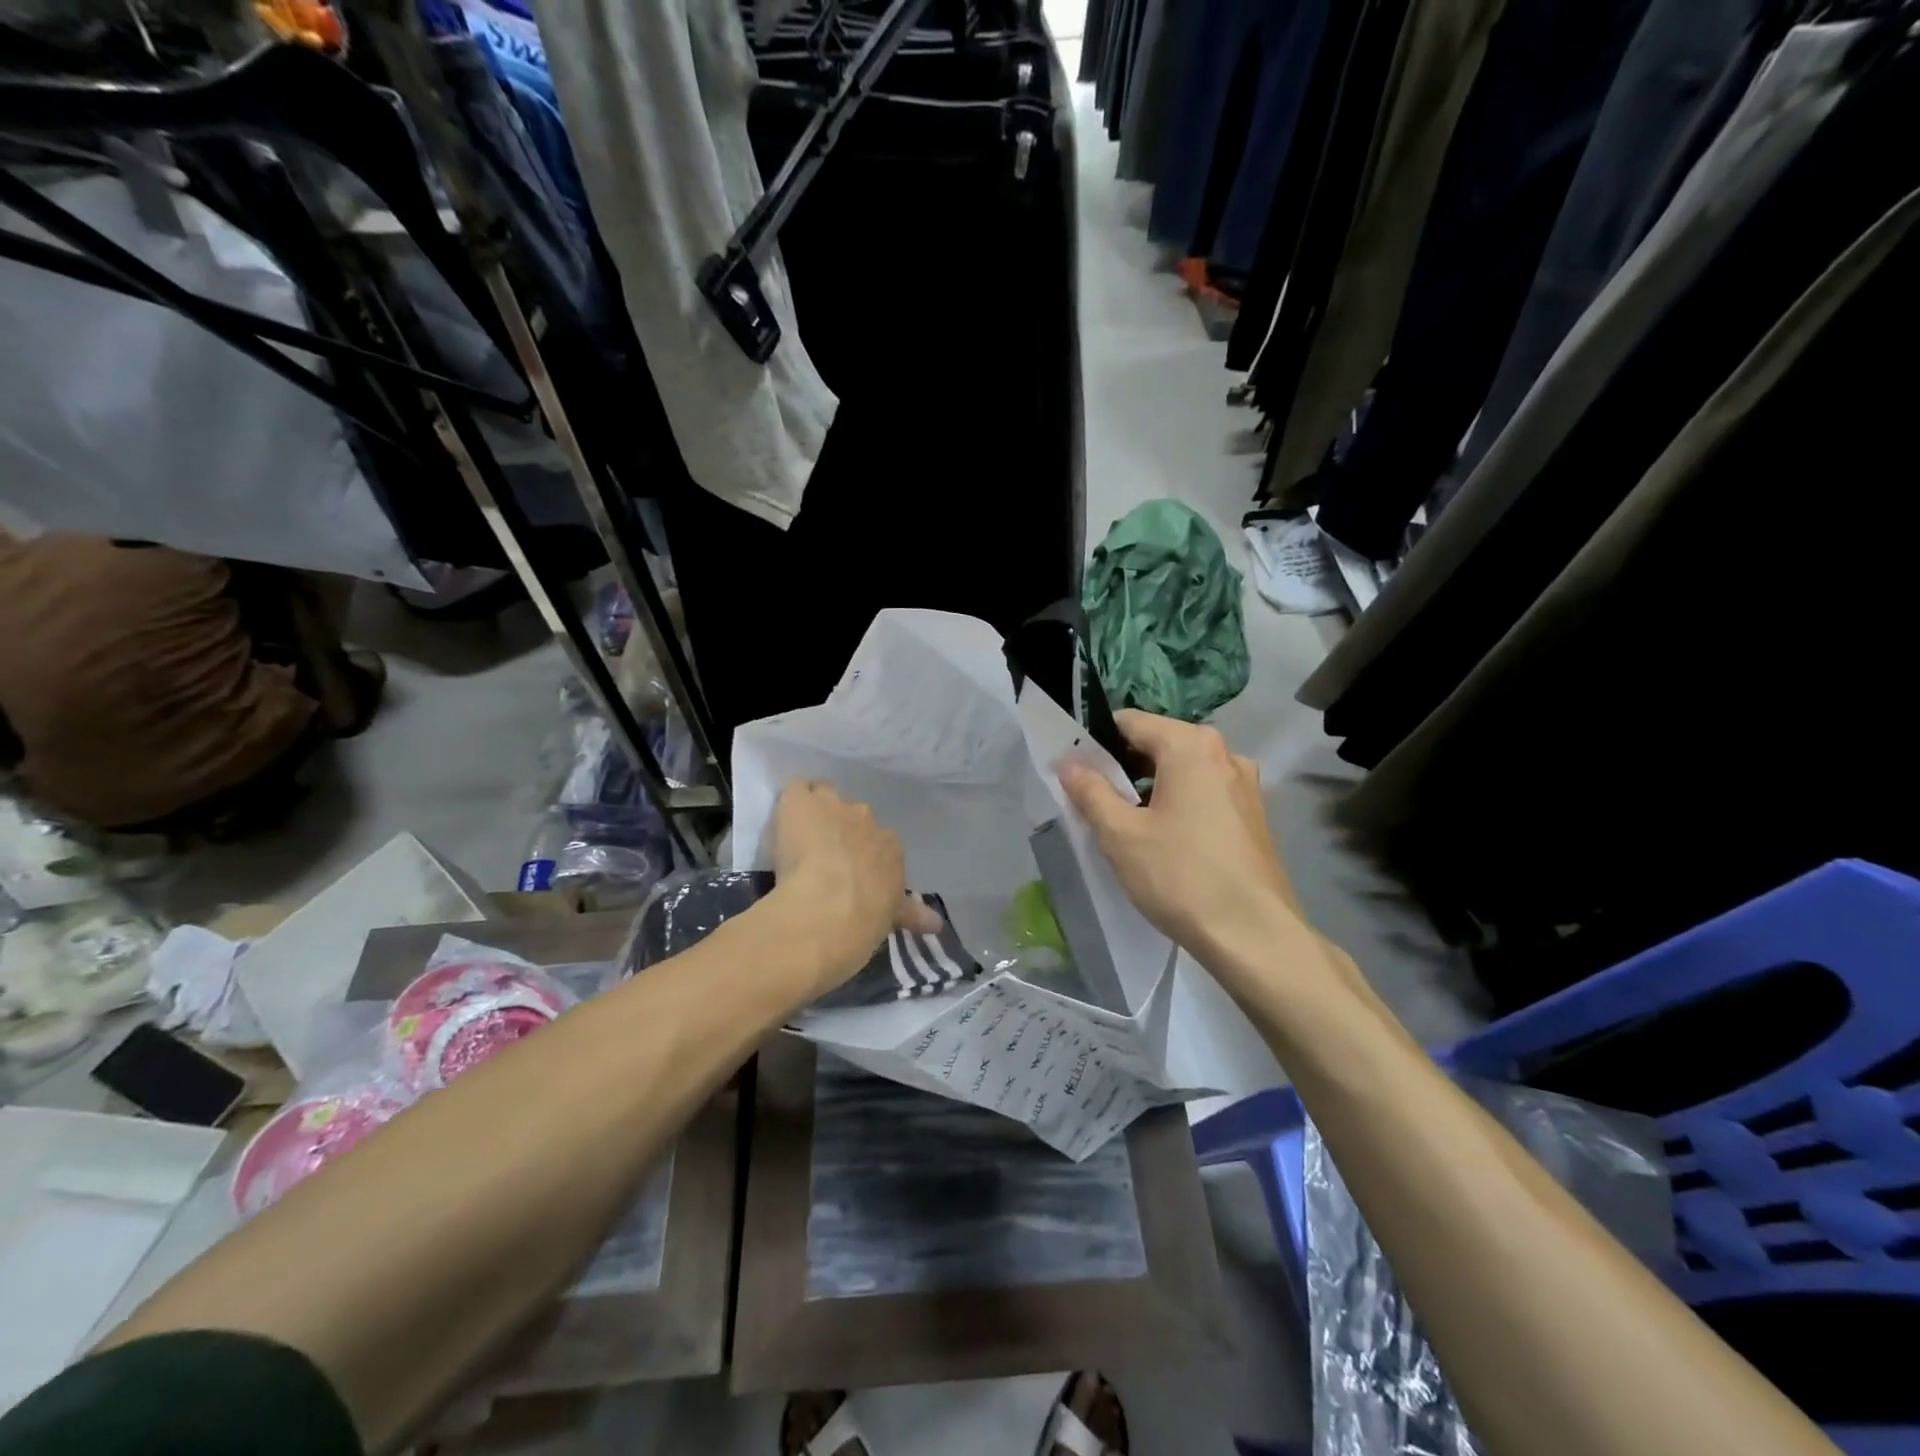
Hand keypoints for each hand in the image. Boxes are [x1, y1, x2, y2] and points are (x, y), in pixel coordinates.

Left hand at [767, 780, 940, 993]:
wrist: (828, 909)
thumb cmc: (864, 920)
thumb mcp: (891, 916)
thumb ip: (909, 913)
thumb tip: (936, 925)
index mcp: (891, 846)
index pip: (879, 841)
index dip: (863, 854)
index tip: (851, 873)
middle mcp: (867, 820)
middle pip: (853, 816)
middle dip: (840, 831)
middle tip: (824, 859)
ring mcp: (833, 806)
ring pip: (824, 797)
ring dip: (815, 812)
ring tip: (799, 837)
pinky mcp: (800, 802)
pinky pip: (796, 789)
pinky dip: (790, 801)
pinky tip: (782, 820)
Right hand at [1059, 711, 1297, 956]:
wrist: (1254, 936)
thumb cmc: (1181, 876)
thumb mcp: (1121, 835)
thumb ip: (1090, 791)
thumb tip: (1068, 762)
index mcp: (1191, 745)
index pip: (1130, 722)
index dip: (1096, 741)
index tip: (1074, 769)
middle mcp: (1225, 753)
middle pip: (1159, 744)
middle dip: (1123, 766)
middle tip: (1095, 801)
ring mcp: (1245, 784)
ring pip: (1183, 770)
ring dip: (1151, 787)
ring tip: (1127, 824)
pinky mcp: (1254, 814)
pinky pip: (1205, 792)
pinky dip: (1179, 803)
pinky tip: (1166, 840)